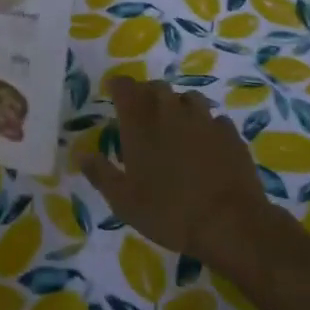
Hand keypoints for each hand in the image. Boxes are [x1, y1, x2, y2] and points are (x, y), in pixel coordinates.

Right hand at [76, 78, 274, 267]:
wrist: (230, 224)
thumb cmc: (168, 212)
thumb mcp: (123, 201)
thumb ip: (100, 172)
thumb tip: (80, 153)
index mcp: (140, 121)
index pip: (124, 86)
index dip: (117, 86)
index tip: (112, 93)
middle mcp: (170, 110)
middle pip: (155, 87)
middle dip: (145, 95)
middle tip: (141, 116)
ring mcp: (204, 118)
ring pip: (186, 98)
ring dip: (176, 106)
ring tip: (174, 128)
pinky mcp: (229, 132)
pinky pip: (213, 118)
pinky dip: (204, 125)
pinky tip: (204, 145)